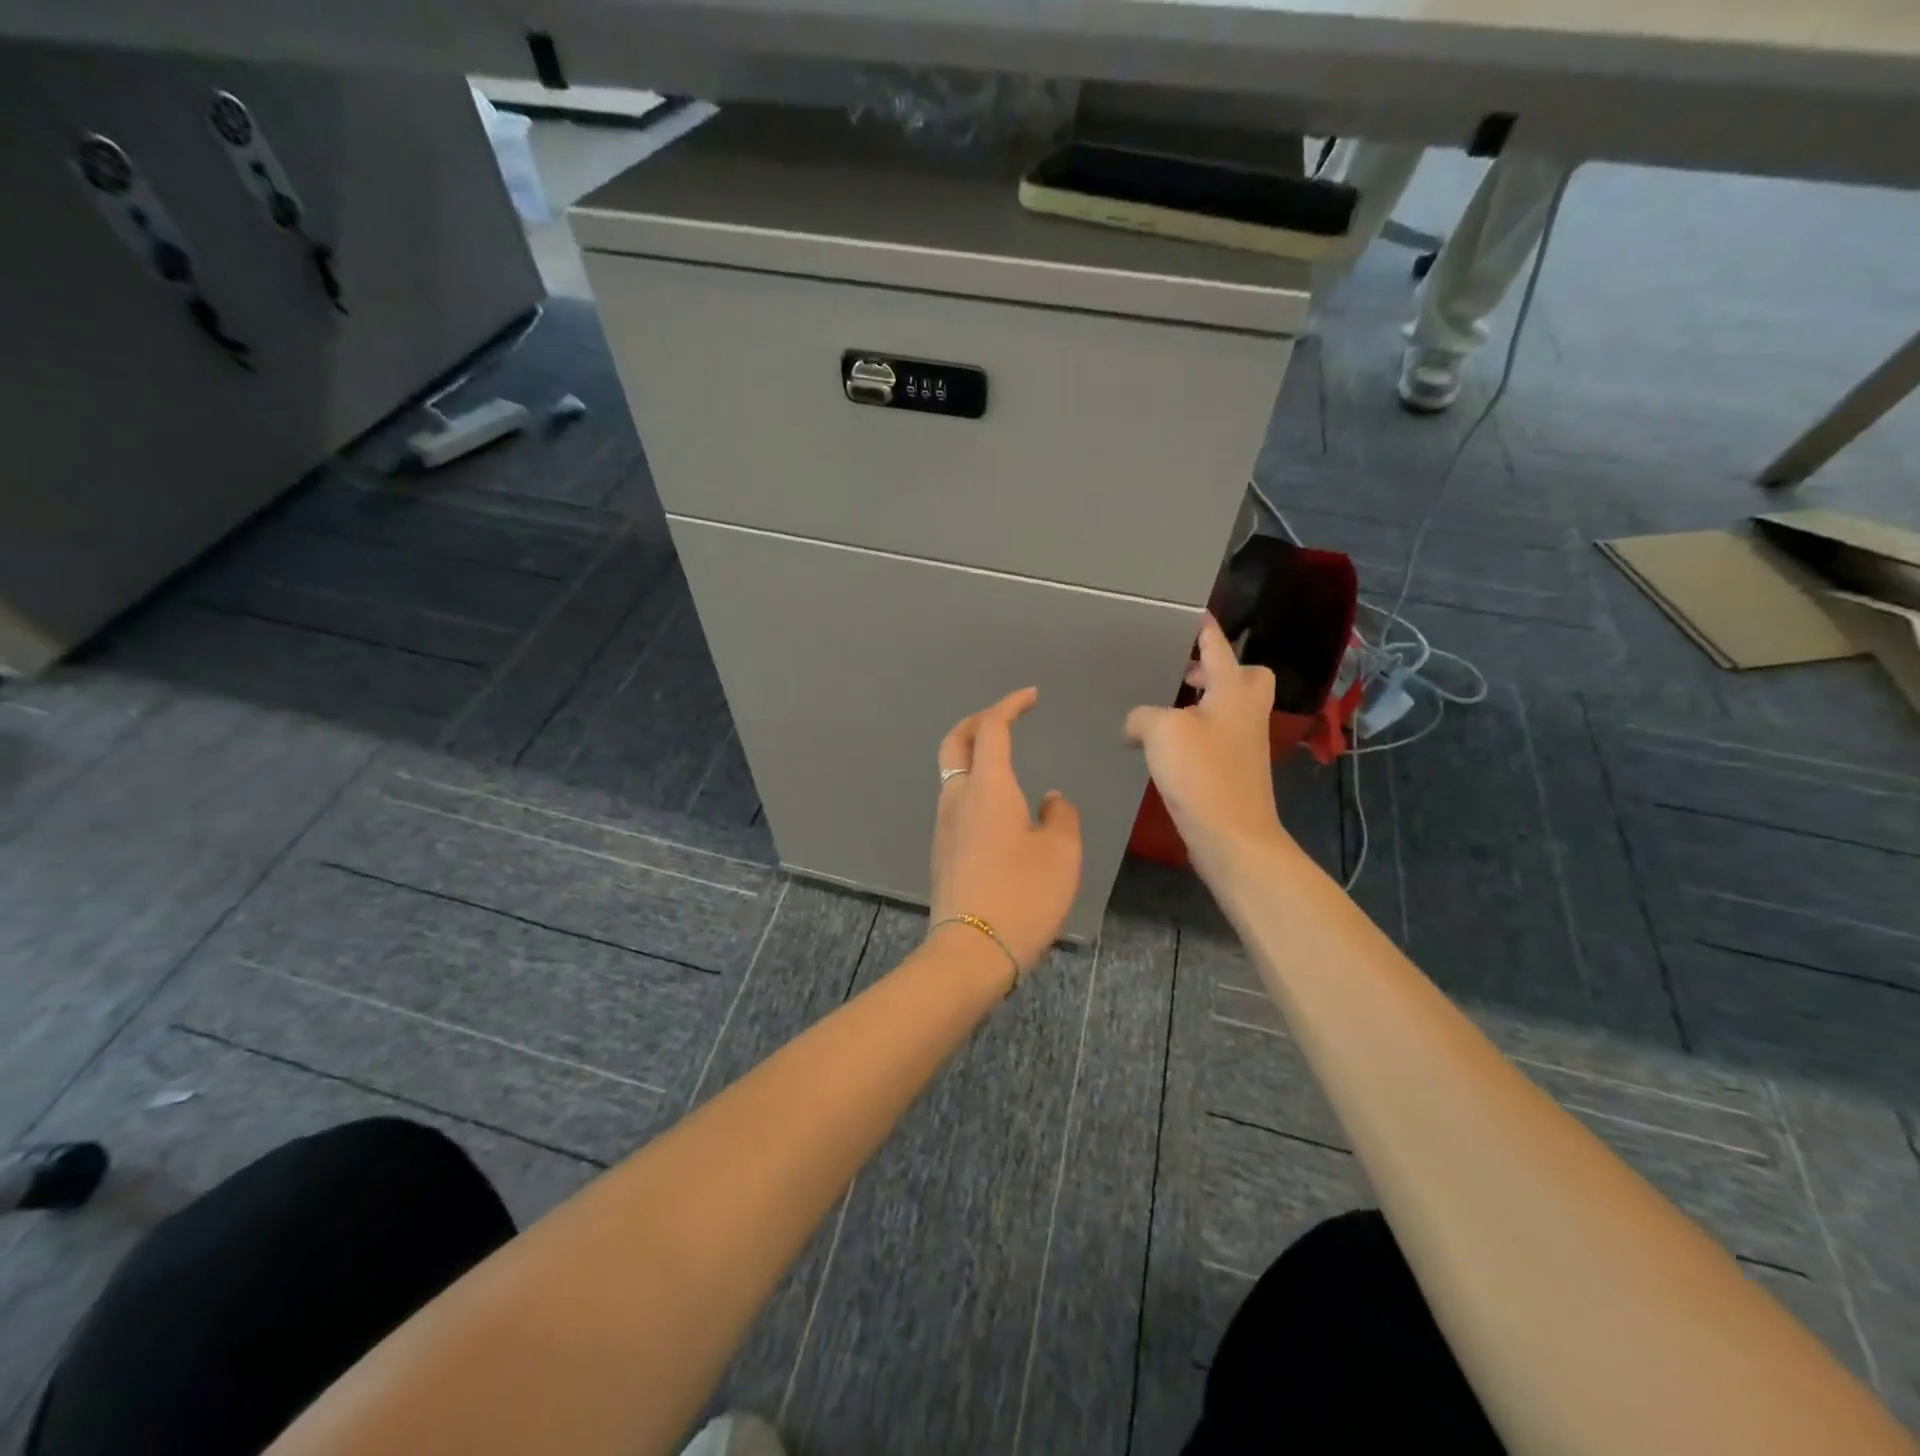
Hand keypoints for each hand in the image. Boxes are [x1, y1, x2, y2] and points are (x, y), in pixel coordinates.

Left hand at [931, 687, 1082, 972]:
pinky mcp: (942, 850)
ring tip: (1006, 761)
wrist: (971, 951)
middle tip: (1005, 717)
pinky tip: (999, 808)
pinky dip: (974, 785)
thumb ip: (1060, 816)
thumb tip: (1048, 800)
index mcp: (988, 788)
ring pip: (952, 772)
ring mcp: (944, 825)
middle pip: (956, 741)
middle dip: (978, 721)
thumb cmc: (1023, 896)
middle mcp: (958, 798)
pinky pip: (955, 801)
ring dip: (974, 754)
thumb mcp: (1061, 853)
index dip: (1009, 705)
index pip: (992, 729)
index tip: (1030, 697)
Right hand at [1125, 615, 1289, 875]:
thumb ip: (1143, 716)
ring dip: (1202, 702)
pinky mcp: (1235, 771)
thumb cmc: (1202, 773)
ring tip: (1164, 707)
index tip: (1193, 613)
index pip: (1219, 646)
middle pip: (1241, 676)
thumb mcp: (1162, 731)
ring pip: (1228, 708)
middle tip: (1182, 671)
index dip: (1205, 628)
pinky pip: (1216, 736)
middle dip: (1215, 669)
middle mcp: (1246, 711)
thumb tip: (1137, 723)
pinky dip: (1195, 732)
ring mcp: (1244, 743)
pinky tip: (1165, 746)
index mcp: (1234, 691)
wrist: (1233, 836)